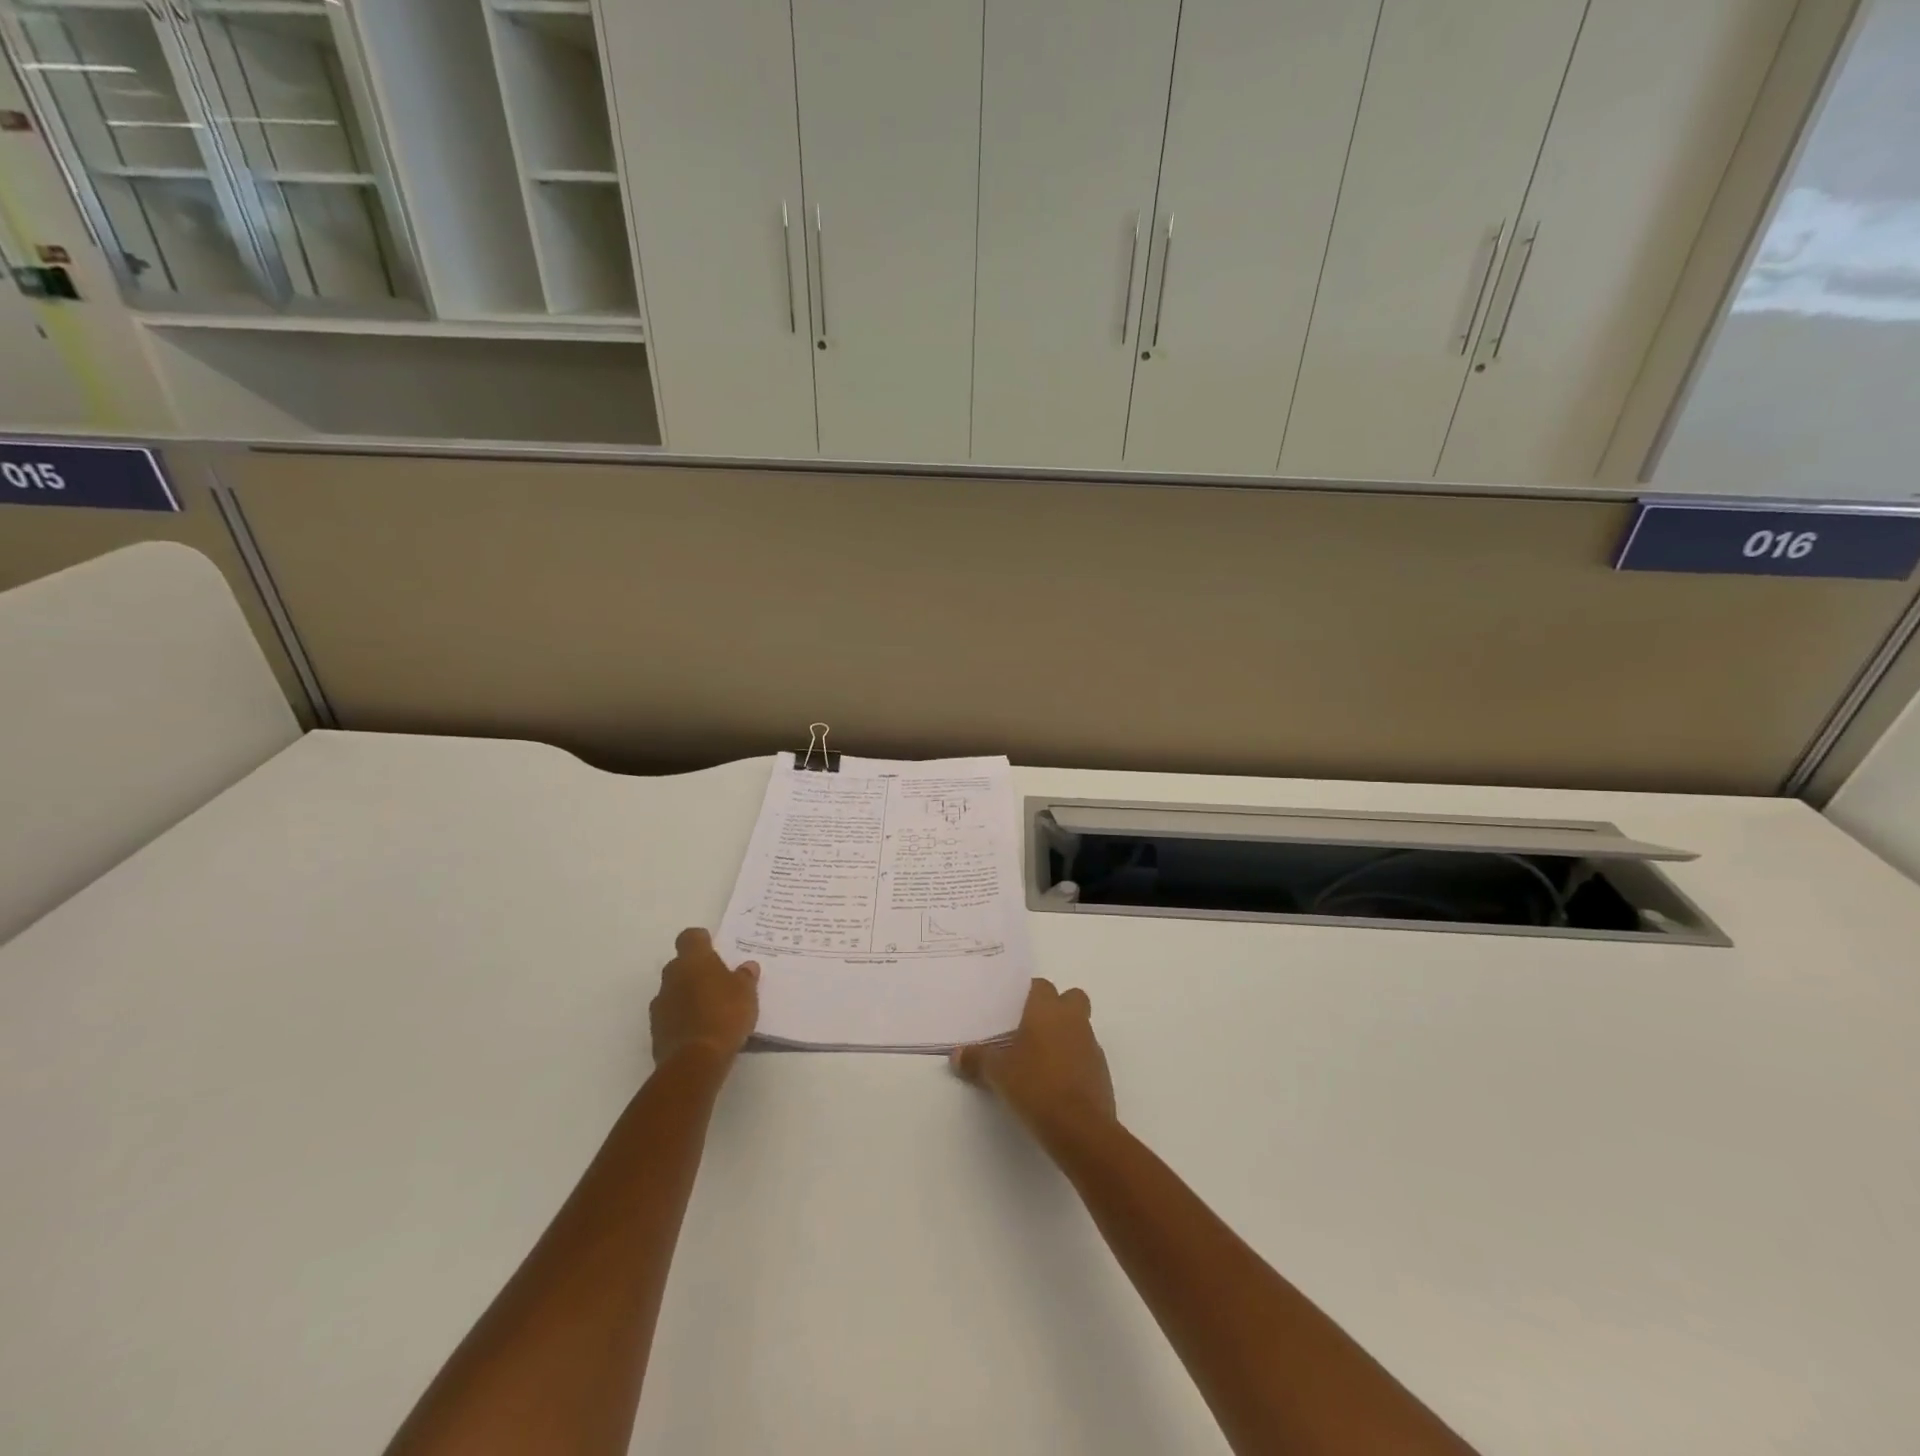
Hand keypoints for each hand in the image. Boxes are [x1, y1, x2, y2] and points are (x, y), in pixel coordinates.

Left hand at [651, 928, 759, 1066]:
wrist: (695, 1061)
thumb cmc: (725, 1015)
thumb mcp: (747, 992)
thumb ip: (746, 976)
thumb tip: (747, 967)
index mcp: (693, 960)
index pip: (690, 937)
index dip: (702, 940)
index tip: (714, 948)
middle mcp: (672, 976)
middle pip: (681, 964)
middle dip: (696, 970)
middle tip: (719, 982)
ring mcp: (660, 1004)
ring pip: (674, 990)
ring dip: (688, 995)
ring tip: (711, 1010)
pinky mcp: (656, 1030)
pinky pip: (671, 1015)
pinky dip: (682, 1018)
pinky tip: (700, 1030)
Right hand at [951, 978, 1115, 1143]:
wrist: (1079, 1127)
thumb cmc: (1035, 1086)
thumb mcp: (997, 1073)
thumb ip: (977, 1060)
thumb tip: (957, 1055)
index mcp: (1047, 1010)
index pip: (1041, 986)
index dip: (1029, 994)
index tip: (1014, 1009)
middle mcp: (1073, 1020)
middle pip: (1071, 998)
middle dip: (1057, 1007)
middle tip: (1034, 1028)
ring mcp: (1091, 1045)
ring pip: (1080, 1027)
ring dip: (1066, 1036)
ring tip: (1041, 1060)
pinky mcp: (1102, 1072)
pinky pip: (1086, 1055)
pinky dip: (1075, 1062)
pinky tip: (1056, 1083)